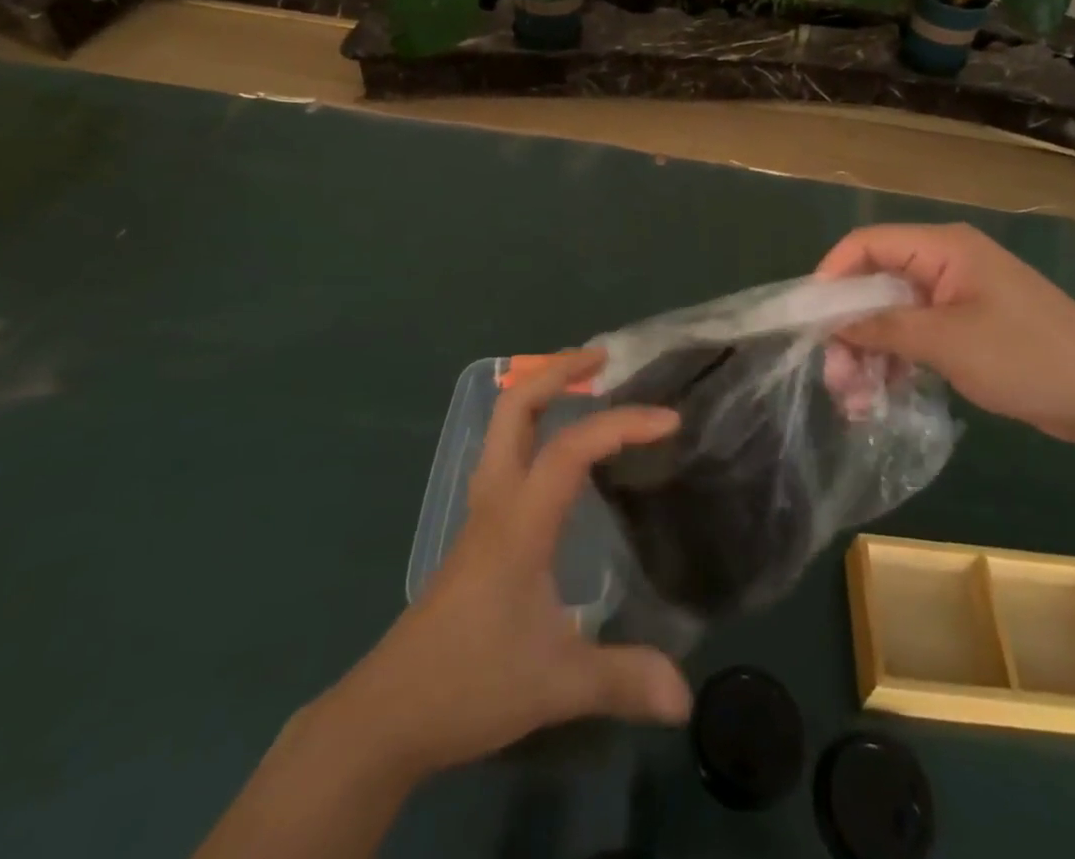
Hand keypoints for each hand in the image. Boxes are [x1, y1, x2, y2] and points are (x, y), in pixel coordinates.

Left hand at [331, 348, 691, 781]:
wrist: (388, 714)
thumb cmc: (469, 684)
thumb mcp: (555, 685)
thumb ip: (622, 680)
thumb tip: (686, 697)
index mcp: (518, 522)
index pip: (570, 449)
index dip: (620, 424)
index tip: (669, 421)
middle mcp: (497, 500)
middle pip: (514, 408)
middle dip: (556, 371)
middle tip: (603, 360)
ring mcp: (481, 511)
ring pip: (503, 426)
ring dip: (541, 392)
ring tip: (587, 387)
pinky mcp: (477, 530)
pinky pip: (506, 453)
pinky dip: (534, 427)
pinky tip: (561, 453)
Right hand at [817, 223, 1074, 445]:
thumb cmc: (1025, 356)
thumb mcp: (946, 341)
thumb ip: (883, 327)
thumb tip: (833, 323)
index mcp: (943, 248)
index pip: (868, 244)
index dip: (832, 274)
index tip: (809, 318)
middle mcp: (946, 263)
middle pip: (876, 284)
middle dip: (850, 328)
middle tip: (834, 377)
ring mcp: (957, 296)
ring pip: (893, 314)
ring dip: (870, 352)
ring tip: (854, 400)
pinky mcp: (967, 327)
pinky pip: (916, 334)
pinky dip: (896, 361)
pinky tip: (880, 395)